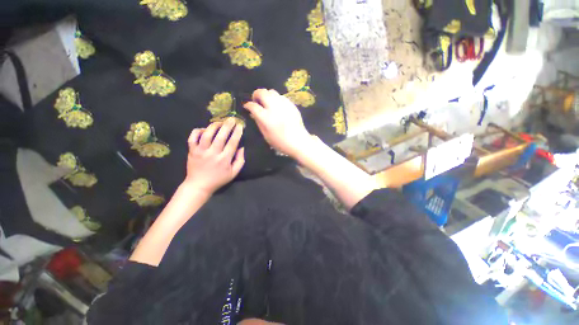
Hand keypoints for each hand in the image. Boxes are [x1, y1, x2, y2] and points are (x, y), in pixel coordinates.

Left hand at [184, 118, 244, 194]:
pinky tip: (203, 129)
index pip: (232, 143)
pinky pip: (192, 137)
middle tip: (231, 119)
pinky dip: (197, 131)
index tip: (240, 126)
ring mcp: (201, 151)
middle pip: (220, 136)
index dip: (237, 133)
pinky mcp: (192, 151)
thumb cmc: (218, 179)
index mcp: (224, 159)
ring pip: (207, 134)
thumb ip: (240, 160)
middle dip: (227, 126)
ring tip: (219, 122)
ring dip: (214, 126)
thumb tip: (242, 148)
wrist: (199, 185)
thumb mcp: (233, 173)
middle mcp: (213, 153)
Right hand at [243, 89, 312, 157]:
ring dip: (266, 95)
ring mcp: (284, 105)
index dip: (247, 105)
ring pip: (272, 91)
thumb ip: (258, 122)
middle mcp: (275, 108)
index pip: (253, 106)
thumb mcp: (266, 136)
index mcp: (267, 118)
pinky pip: (281, 96)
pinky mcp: (291, 105)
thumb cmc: (281, 143)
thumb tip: (253, 113)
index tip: (247, 106)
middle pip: (262, 92)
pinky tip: (277, 106)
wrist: (299, 142)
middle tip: (256, 101)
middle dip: (256, 94)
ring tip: (267, 103)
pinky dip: (276, 99)